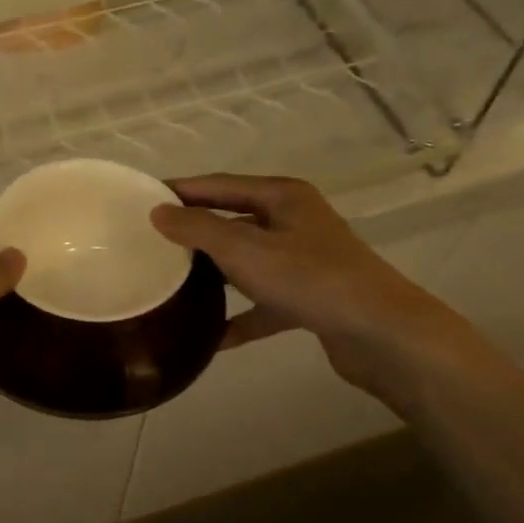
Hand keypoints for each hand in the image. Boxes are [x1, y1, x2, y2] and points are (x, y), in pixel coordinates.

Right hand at [150, 174, 464, 398]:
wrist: (380, 333)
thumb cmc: (309, 278)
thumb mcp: (243, 248)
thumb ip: (197, 228)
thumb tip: (158, 211)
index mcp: (282, 197)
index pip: (219, 185)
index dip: (181, 189)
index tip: (143, 198)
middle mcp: (294, 223)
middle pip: (232, 221)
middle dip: (194, 232)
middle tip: (151, 242)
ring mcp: (304, 262)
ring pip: (247, 263)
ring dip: (214, 274)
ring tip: (173, 283)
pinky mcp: (310, 299)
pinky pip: (263, 304)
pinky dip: (240, 317)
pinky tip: (211, 337)